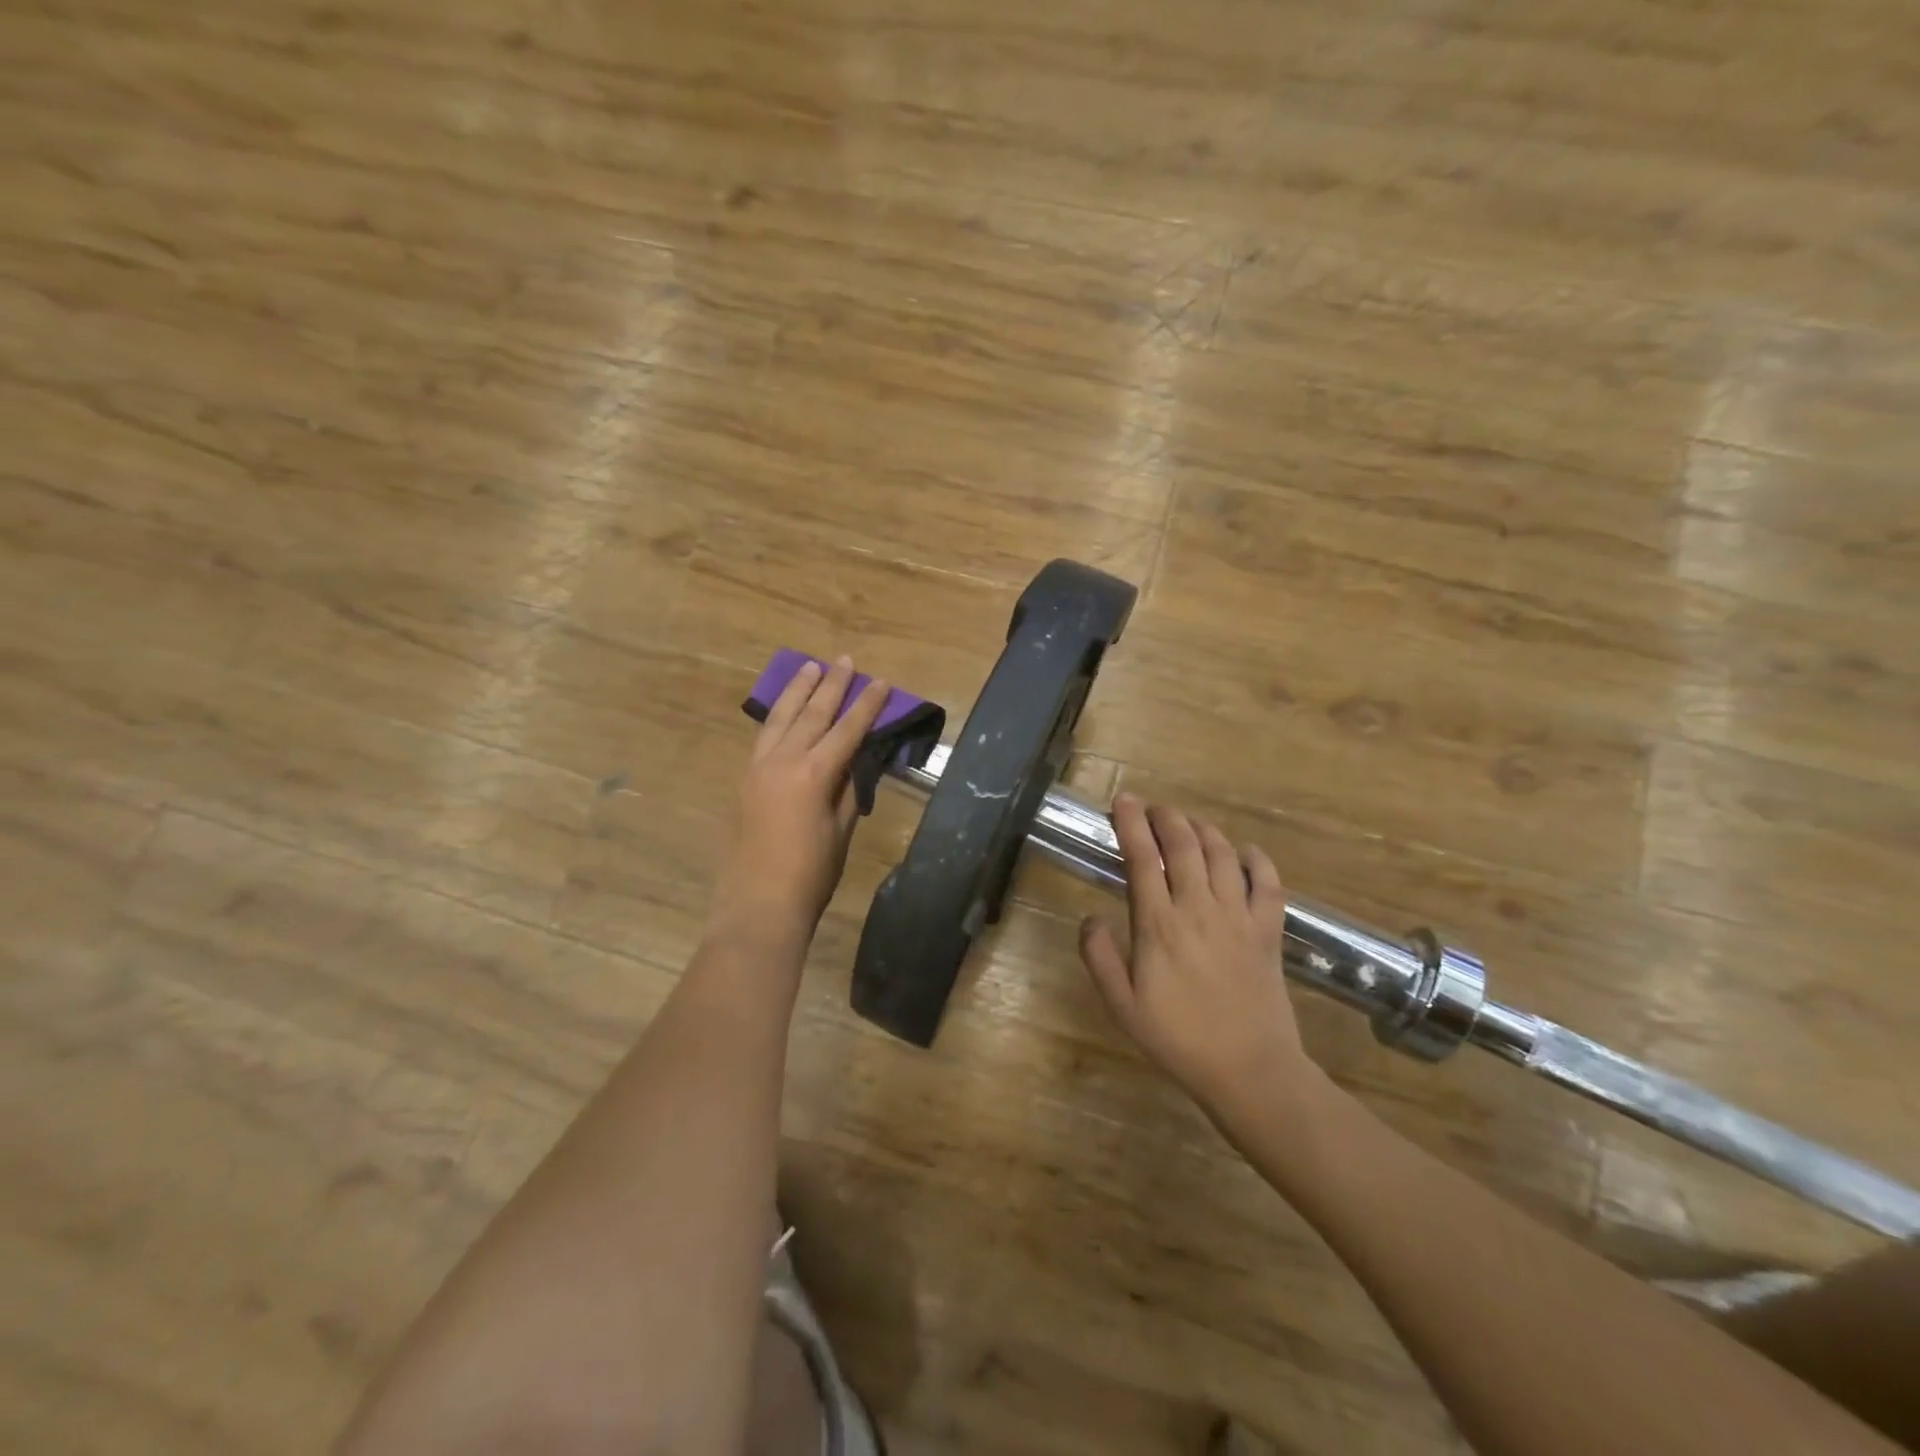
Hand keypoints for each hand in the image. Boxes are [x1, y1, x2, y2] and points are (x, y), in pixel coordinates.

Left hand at [710, 656, 889, 940]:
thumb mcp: (840, 831)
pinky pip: (764, 738)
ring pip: (779, 719)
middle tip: (844, 660)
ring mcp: (758, 769)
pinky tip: (783, 711)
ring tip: (809, 667)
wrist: (758, 906)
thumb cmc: (810, 875)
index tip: (881, 682)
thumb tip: (854, 763)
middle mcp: (782, 762)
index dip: (867, 705)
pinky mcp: (745, 781)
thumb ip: (847, 791)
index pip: (846, 730)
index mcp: (813, 774)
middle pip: (811, 714)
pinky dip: (777, 718)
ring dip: (797, 692)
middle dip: (831, 686)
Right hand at [1079, 795, 1312, 1118]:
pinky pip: (1268, 883)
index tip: (1122, 802)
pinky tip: (1245, 852)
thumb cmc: (1178, 1038)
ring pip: (1222, 854)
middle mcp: (1199, 908)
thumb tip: (1090, 917)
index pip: (1142, 858)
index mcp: (1159, 924)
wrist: (1249, 1070)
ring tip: (1188, 823)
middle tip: (1152, 808)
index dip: (1131, 823)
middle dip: (1165, 817)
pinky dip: (1257, 860)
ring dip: (1203, 829)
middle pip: (1183, 844)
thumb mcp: (1122, 1005)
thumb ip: (1100, 957)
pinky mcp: (1268, 931)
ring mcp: (1238, 917)